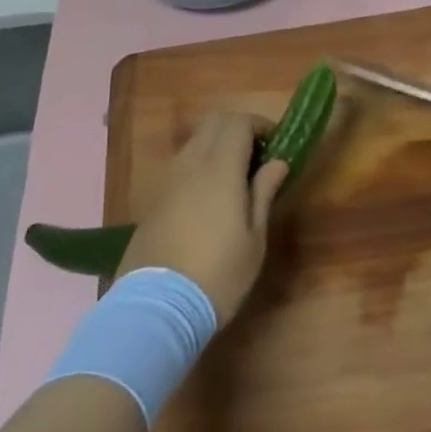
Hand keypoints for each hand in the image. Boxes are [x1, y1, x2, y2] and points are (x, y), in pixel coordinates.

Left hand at [119, 114, 287, 324]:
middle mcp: (191, 164)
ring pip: (194, 142)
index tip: (275, 145)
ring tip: (232, 178)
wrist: (156, 310)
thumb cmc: (218, 274)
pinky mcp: (153, 200)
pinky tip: (207, 199)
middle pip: (214, 123)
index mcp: (220, 168)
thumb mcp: (254, 238)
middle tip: (256, 156)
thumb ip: (264, 192)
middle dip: (238, 129)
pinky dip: (197, 166)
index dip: (259, 125)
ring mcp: (168, 180)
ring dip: (216, 146)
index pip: (238, 122)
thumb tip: (277, 162)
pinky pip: (180, 166)